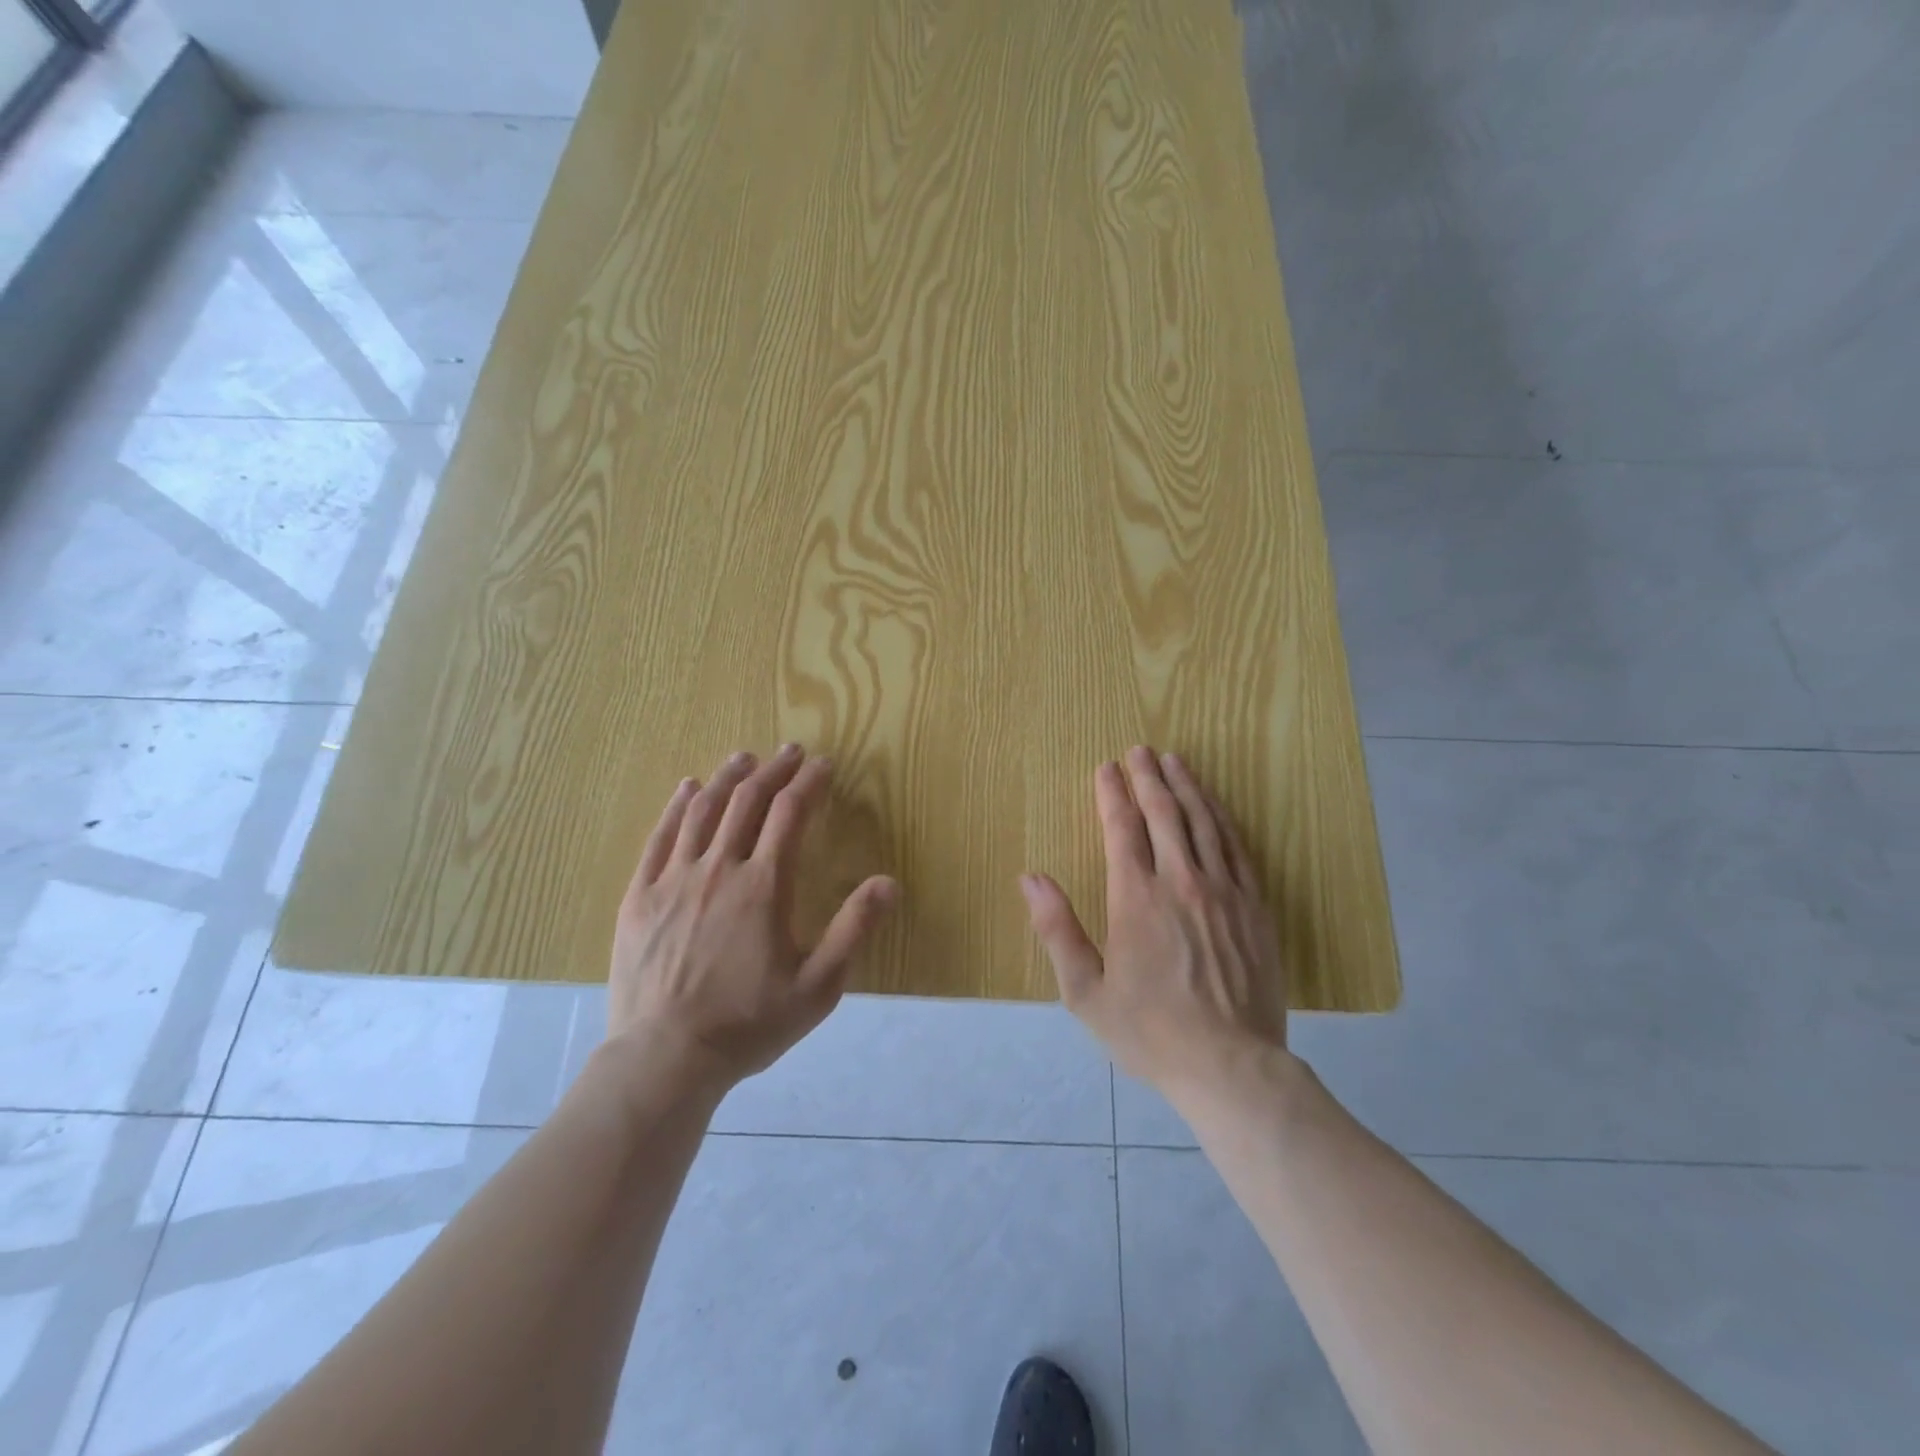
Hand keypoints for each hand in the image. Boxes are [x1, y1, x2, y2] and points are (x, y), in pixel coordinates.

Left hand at [607, 744, 897, 1093]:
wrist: (664, 1058)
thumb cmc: (748, 1024)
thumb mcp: (818, 987)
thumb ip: (854, 929)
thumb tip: (888, 882)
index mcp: (764, 886)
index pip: (790, 813)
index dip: (809, 783)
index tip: (823, 764)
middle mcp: (719, 869)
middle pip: (748, 802)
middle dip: (773, 770)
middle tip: (789, 751)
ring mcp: (674, 879)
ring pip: (703, 810)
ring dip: (728, 778)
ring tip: (744, 757)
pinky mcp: (640, 895)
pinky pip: (659, 837)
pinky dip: (677, 806)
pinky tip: (688, 788)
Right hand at [1020, 746, 1288, 1099]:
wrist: (1230, 1066)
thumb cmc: (1149, 1031)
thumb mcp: (1085, 991)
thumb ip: (1057, 929)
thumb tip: (1031, 877)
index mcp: (1135, 898)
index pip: (1122, 828)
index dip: (1112, 793)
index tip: (1106, 767)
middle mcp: (1181, 882)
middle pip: (1164, 814)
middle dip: (1148, 777)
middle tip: (1140, 749)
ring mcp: (1224, 892)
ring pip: (1203, 822)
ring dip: (1186, 787)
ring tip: (1175, 760)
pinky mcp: (1255, 907)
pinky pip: (1237, 848)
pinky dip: (1221, 818)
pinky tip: (1214, 805)